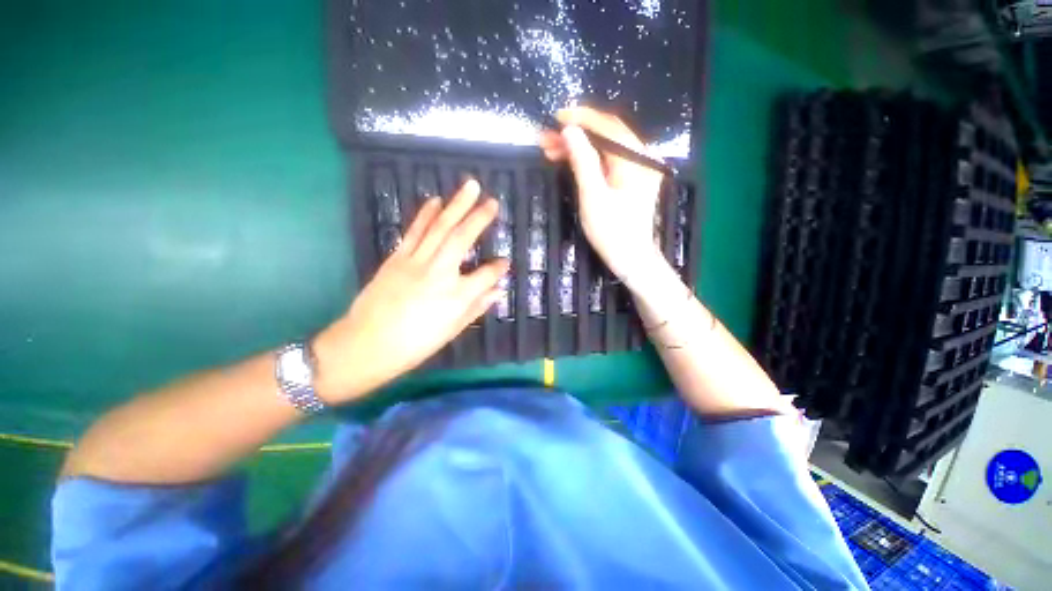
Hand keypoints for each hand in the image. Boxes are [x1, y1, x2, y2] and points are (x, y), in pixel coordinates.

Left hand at [314, 180, 508, 402]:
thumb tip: (498, 290)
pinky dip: (426, 215)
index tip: (505, 262)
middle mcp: (439, 274)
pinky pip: (415, 232)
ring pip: (439, 228)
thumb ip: (477, 306)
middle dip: (479, 217)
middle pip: (462, 238)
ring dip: (456, 205)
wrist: (367, 344)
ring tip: (469, 187)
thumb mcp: (453, 330)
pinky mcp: (397, 258)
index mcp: (457, 296)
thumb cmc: (416, 343)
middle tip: (492, 200)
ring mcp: (416, 262)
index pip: (486, 275)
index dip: (498, 268)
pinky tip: (435, 201)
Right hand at [538, 107, 664, 283]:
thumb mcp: (593, 196)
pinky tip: (569, 161)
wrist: (631, 258)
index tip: (556, 118)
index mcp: (636, 160)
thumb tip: (570, 130)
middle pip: (606, 135)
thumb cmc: (612, 232)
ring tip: (550, 151)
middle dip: (575, 134)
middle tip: (546, 139)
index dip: (581, 119)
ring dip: (578, 147)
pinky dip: (588, 159)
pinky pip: (608, 161)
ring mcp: (638, 169)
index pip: (608, 127)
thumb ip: (582, 161)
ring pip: (605, 148)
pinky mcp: (631, 179)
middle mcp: (641, 158)